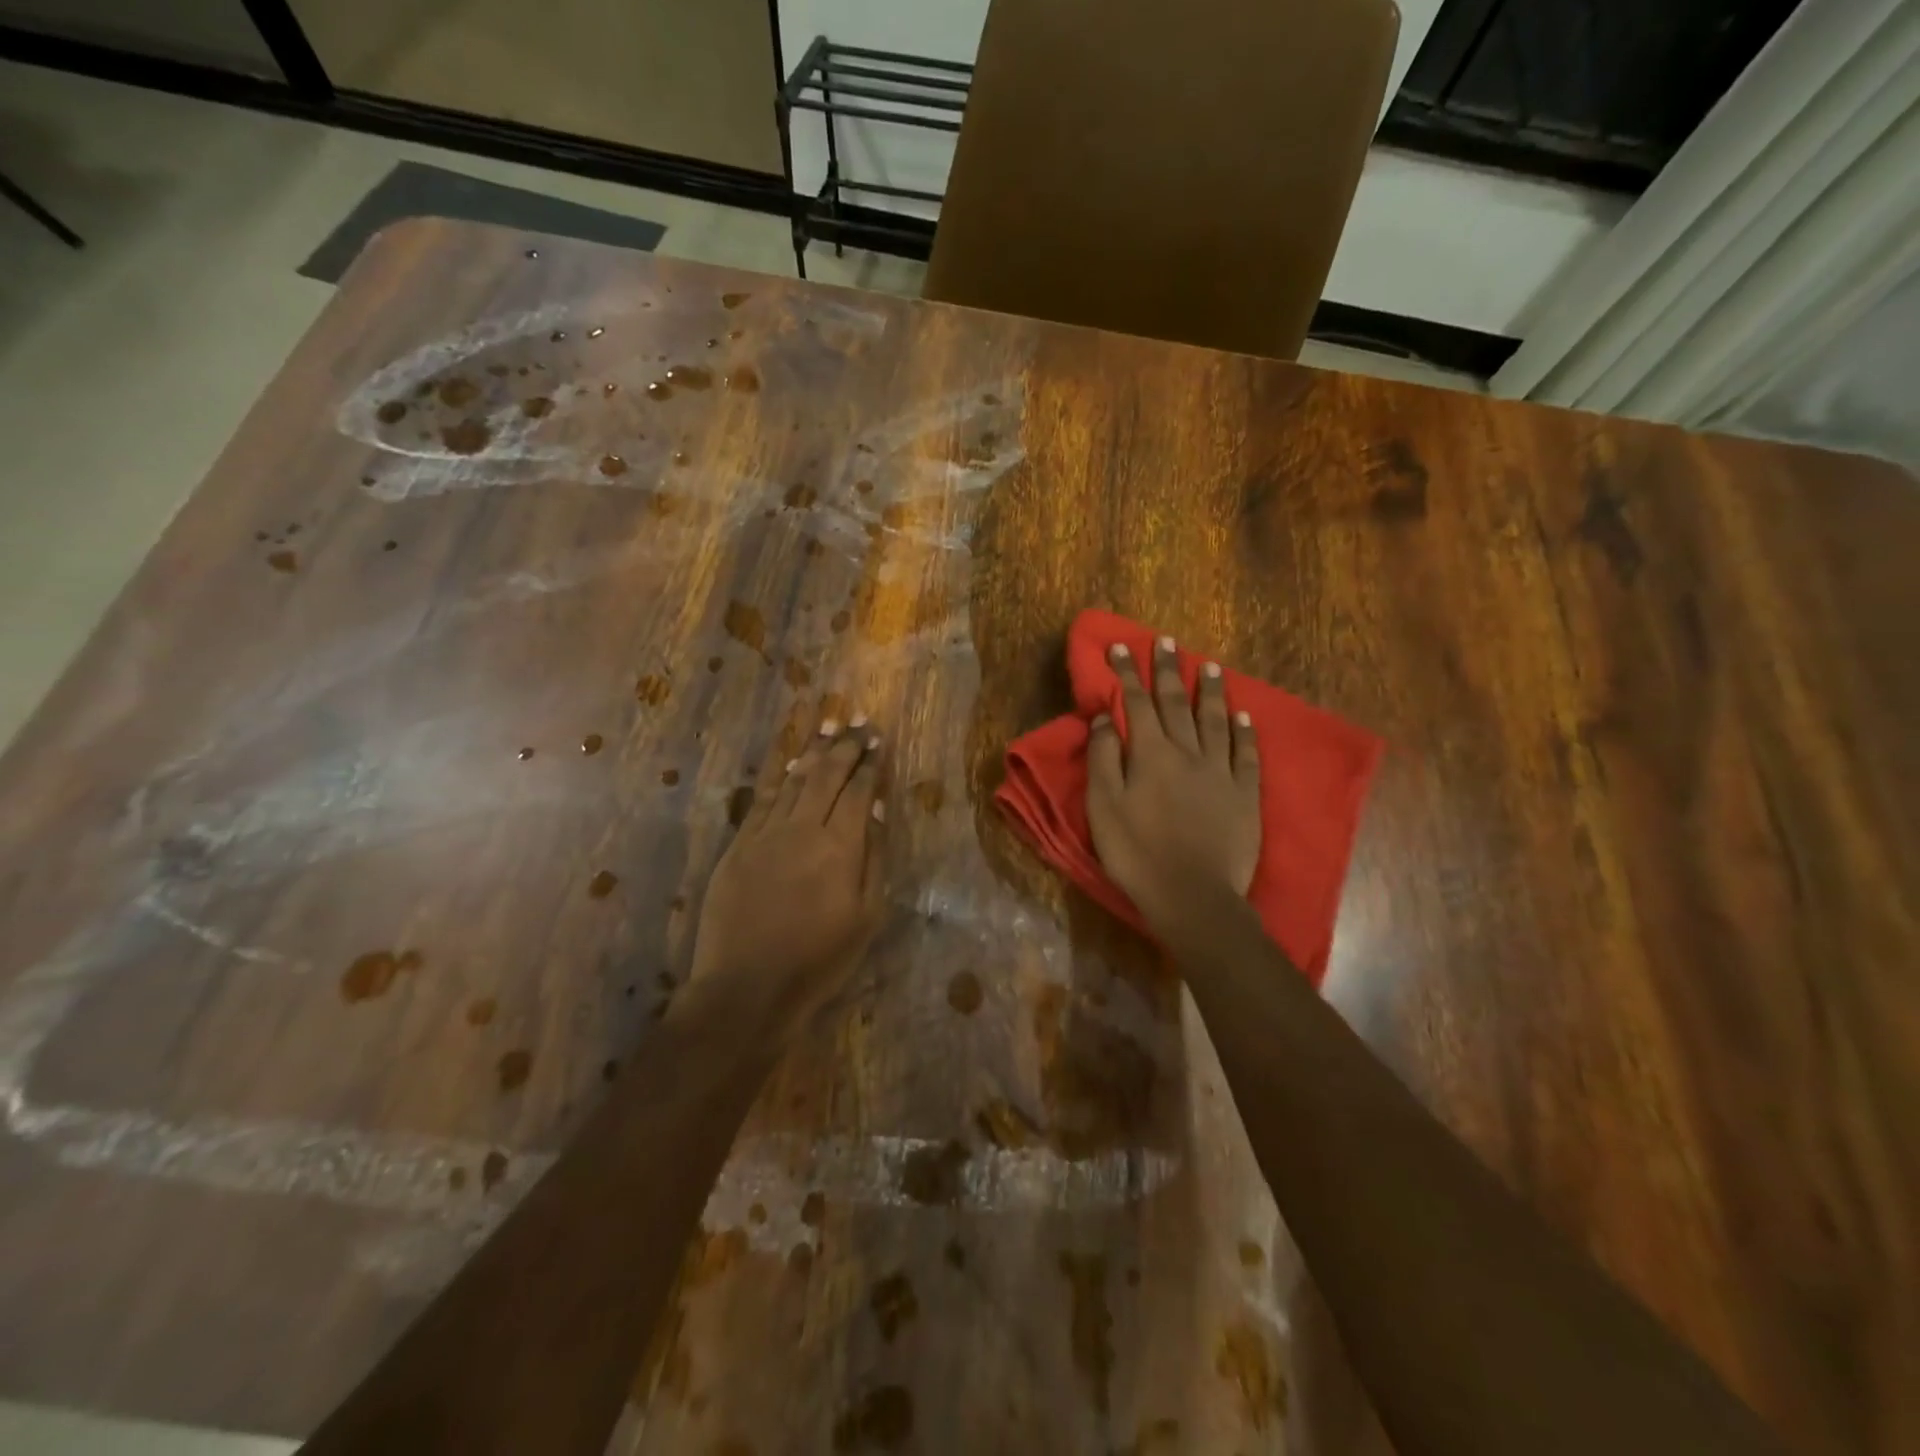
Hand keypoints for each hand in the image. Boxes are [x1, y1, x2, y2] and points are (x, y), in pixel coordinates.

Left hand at [689, 718, 887, 1033]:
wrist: (747, 987)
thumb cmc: (819, 959)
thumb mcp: (866, 916)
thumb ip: (872, 857)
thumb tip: (874, 810)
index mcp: (840, 847)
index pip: (858, 791)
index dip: (869, 764)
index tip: (878, 741)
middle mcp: (803, 829)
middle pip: (826, 775)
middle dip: (844, 746)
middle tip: (857, 722)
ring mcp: (766, 834)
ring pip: (794, 779)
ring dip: (813, 750)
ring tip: (827, 725)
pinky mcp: (739, 845)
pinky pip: (762, 798)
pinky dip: (778, 774)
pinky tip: (788, 760)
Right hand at [1086, 637, 1260, 932]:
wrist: (1192, 895)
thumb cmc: (1136, 853)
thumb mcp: (1103, 806)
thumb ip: (1103, 758)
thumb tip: (1105, 717)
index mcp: (1150, 754)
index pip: (1136, 703)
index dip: (1128, 673)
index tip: (1121, 646)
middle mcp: (1188, 752)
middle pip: (1176, 703)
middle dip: (1168, 670)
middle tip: (1167, 641)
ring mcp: (1221, 772)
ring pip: (1215, 720)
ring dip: (1210, 691)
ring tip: (1210, 666)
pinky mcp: (1245, 794)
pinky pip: (1246, 754)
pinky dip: (1244, 731)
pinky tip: (1243, 715)